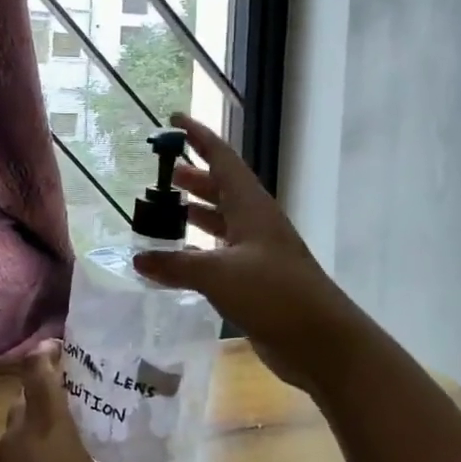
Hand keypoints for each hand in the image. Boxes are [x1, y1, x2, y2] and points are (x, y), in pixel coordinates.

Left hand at [0, 347, 192, 461]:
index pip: (39, 372)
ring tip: (44, 447)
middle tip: (67, 406)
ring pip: (6, 434)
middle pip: (24, 402)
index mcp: (49, 427)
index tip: (57, 347)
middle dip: (42, 398)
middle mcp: (16, 437)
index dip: (46, 354)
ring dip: (23, 434)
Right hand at [131, 113, 362, 394]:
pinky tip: (181, 259)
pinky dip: (200, 248)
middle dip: (194, 176)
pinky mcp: (258, 280)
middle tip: (163, 173)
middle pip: (222, 187)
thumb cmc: (273, 293)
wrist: (322, 341)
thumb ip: (175, 264)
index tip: (173, 120)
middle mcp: (256, 222)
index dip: (198, 136)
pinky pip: (223, 252)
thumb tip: (138, 259)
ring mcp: (259, 251)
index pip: (222, 158)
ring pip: (223, 220)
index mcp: (251, 207)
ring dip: (197, 211)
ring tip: (167, 210)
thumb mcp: (218, 274)